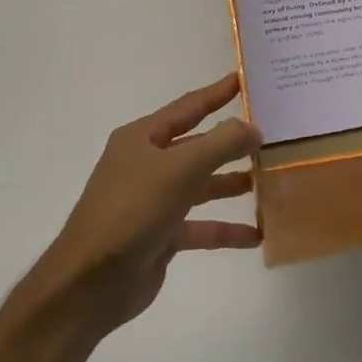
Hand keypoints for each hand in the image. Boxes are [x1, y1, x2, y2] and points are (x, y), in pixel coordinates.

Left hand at [28, 73, 261, 334]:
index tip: (246, 78)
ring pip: (202, 186)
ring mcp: (152, 201)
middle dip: (232, 142)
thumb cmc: (133, 210)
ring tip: (269, 179)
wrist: (90, 283)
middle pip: (198, 146)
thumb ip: (223, 143)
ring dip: (232, 184)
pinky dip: (226, 229)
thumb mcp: (181, 168)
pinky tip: (256, 235)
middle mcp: (146, 165)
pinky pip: (201, 226)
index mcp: (142, 138)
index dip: (218, 93)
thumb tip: (254, 129)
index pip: (188, 107)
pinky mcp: (160, 236)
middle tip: (272, 132)